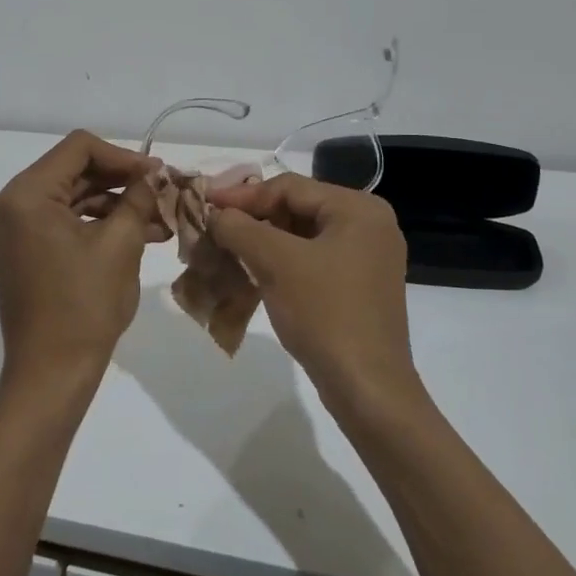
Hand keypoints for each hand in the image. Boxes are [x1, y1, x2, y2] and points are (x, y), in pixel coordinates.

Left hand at [0, 130, 162, 386]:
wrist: (51, 373)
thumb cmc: (86, 306)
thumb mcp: (121, 244)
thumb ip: (138, 198)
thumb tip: (154, 173)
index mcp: (24, 195)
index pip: (79, 148)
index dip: (123, 156)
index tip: (158, 174)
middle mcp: (8, 202)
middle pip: (73, 171)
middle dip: (122, 182)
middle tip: (164, 193)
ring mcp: (10, 226)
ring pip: (71, 195)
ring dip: (114, 204)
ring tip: (161, 219)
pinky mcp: (20, 246)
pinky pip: (61, 219)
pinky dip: (96, 223)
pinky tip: (139, 232)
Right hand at [207, 173, 416, 402]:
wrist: (367, 388)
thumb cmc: (325, 313)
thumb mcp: (275, 263)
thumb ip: (240, 228)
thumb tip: (215, 213)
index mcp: (359, 209)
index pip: (290, 187)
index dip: (243, 195)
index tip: (205, 204)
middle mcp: (370, 224)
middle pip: (297, 208)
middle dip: (253, 219)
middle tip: (214, 227)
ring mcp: (368, 258)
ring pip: (303, 236)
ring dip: (263, 242)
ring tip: (226, 250)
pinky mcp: (360, 286)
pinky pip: (313, 260)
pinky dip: (282, 263)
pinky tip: (253, 273)